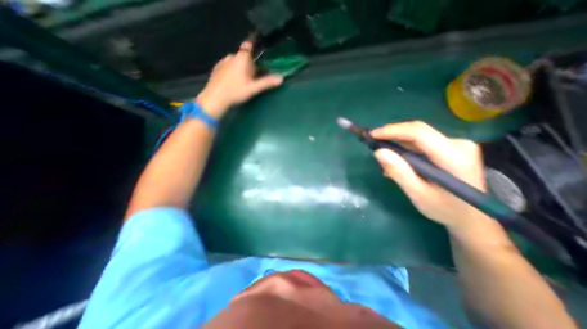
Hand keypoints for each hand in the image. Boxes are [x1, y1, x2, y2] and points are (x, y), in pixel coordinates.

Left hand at [197, 39, 283, 118]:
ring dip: (241, 68)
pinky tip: (232, 83)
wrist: (215, 98)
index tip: (258, 59)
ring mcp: (222, 62)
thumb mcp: (253, 88)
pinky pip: (228, 66)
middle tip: (252, 79)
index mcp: (241, 58)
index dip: (253, 48)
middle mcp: (231, 56)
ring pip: (235, 62)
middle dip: (249, 65)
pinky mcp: (217, 68)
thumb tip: (281, 78)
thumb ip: (267, 82)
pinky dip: (232, 71)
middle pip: (243, 57)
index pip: (248, 45)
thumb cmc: (236, 91)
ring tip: (242, 83)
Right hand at [373, 120, 490, 233]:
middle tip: (374, 145)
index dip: (392, 130)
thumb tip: (379, 152)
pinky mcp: (452, 147)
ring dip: (398, 145)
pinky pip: (422, 143)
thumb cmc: (445, 210)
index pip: (419, 133)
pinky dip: (406, 150)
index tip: (372, 135)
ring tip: (385, 161)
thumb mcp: (418, 195)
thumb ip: (399, 173)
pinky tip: (399, 163)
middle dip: (392, 136)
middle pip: (417, 132)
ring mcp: (457, 144)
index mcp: (453, 157)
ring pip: (418, 137)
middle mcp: (458, 144)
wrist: (473, 218)